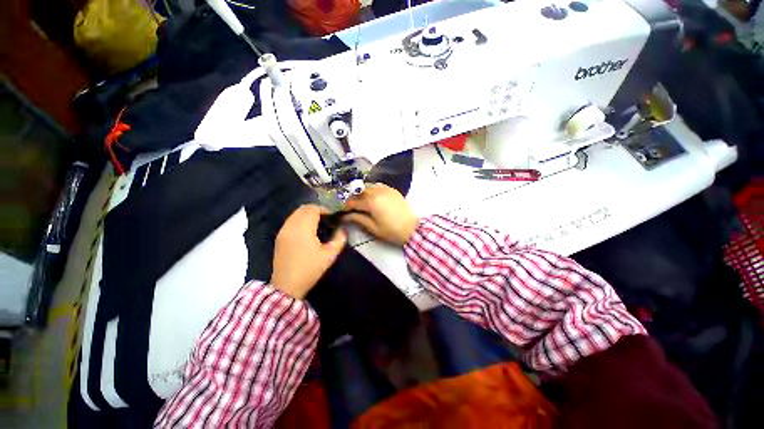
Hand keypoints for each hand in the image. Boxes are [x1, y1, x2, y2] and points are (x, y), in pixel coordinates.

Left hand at [270, 205, 346, 298]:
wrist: (287, 285)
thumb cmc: (310, 269)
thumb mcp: (329, 255)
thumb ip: (339, 239)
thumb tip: (343, 229)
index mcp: (303, 229)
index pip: (313, 209)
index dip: (324, 209)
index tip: (332, 216)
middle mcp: (291, 226)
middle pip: (303, 208)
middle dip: (316, 210)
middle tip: (326, 218)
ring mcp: (283, 231)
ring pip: (295, 213)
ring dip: (307, 214)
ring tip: (318, 223)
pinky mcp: (279, 237)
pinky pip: (290, 220)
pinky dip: (299, 219)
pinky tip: (307, 230)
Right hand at [343, 183, 417, 245]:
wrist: (411, 228)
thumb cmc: (391, 231)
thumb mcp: (373, 227)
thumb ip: (358, 219)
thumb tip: (345, 216)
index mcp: (371, 202)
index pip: (353, 201)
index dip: (346, 206)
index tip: (342, 210)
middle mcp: (377, 192)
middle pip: (360, 191)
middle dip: (353, 198)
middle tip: (351, 206)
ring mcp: (386, 189)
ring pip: (369, 186)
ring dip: (362, 192)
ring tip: (360, 201)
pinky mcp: (392, 190)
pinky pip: (379, 186)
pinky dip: (372, 189)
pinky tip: (372, 196)